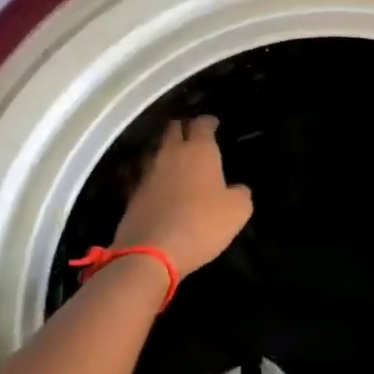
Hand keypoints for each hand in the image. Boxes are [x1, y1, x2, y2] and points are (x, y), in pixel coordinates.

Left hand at [115, 115, 253, 274]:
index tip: (213, 123)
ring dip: (167, 150)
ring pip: (157, 150)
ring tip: (177, 158)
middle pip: (173, 129)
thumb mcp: (237, 211)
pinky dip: (156, 176)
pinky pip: (147, 175)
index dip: (208, 122)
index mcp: (198, 151)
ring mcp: (148, 172)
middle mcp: (171, 154)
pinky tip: (162, 185)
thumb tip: (237, 189)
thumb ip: (240, 194)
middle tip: (193, 135)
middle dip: (184, 127)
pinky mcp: (133, 193)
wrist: (151, 252)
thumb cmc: (202, 224)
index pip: (202, 124)